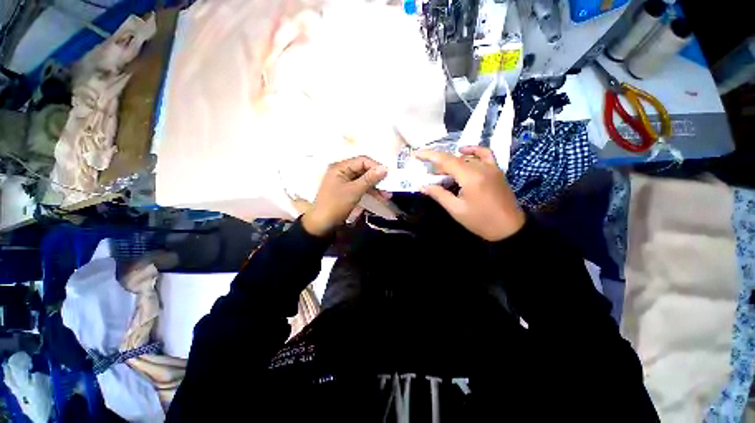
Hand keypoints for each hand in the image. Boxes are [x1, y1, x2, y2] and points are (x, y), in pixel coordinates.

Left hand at [302, 156, 387, 236]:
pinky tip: (380, 197)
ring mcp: (344, 181)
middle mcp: (342, 171)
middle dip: (377, 178)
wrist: (322, 224)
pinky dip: (370, 192)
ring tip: (387, 195)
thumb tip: (385, 168)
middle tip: (389, 186)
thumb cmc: (336, 205)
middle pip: (363, 170)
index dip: (376, 166)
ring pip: (364, 180)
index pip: (362, 160)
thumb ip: (369, 179)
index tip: (388, 175)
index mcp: (340, 167)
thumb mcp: (354, 191)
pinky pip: (361, 187)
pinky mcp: (347, 191)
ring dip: (375, 187)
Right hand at [415, 146, 524, 241]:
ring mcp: (491, 167)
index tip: (416, 154)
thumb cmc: (480, 221)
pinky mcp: (497, 170)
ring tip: (442, 172)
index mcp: (470, 177)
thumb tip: (423, 186)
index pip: (446, 160)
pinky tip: (464, 152)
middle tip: (428, 174)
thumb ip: (439, 194)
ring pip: (466, 158)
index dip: (429, 155)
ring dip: (451, 162)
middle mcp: (481, 167)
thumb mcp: (456, 209)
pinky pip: (485, 154)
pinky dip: (473, 151)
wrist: (509, 228)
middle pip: (455, 159)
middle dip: (438, 164)